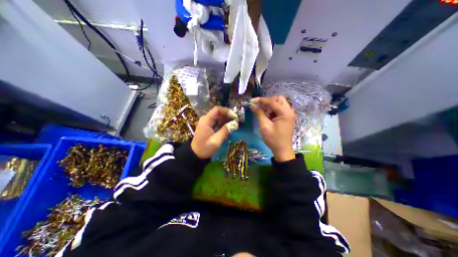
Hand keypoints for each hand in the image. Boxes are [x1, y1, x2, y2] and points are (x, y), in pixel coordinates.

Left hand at [192, 105, 239, 158]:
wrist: (196, 155)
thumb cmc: (205, 148)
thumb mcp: (216, 141)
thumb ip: (225, 131)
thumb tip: (235, 123)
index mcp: (206, 120)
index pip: (217, 110)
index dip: (227, 111)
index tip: (235, 117)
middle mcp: (206, 119)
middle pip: (219, 113)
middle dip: (228, 116)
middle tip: (237, 122)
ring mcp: (207, 122)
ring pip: (219, 117)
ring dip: (227, 120)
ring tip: (234, 125)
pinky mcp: (209, 126)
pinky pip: (218, 122)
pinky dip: (224, 124)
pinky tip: (229, 129)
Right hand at [250, 95, 296, 160]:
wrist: (282, 150)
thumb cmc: (273, 139)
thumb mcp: (264, 126)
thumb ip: (259, 114)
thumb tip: (253, 105)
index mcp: (285, 113)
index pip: (273, 102)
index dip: (262, 100)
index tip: (252, 100)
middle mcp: (289, 111)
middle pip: (279, 99)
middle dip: (268, 101)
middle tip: (260, 106)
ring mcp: (289, 114)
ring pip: (279, 103)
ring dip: (270, 105)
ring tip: (262, 111)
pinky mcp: (287, 118)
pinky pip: (280, 109)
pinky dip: (273, 110)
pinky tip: (267, 115)